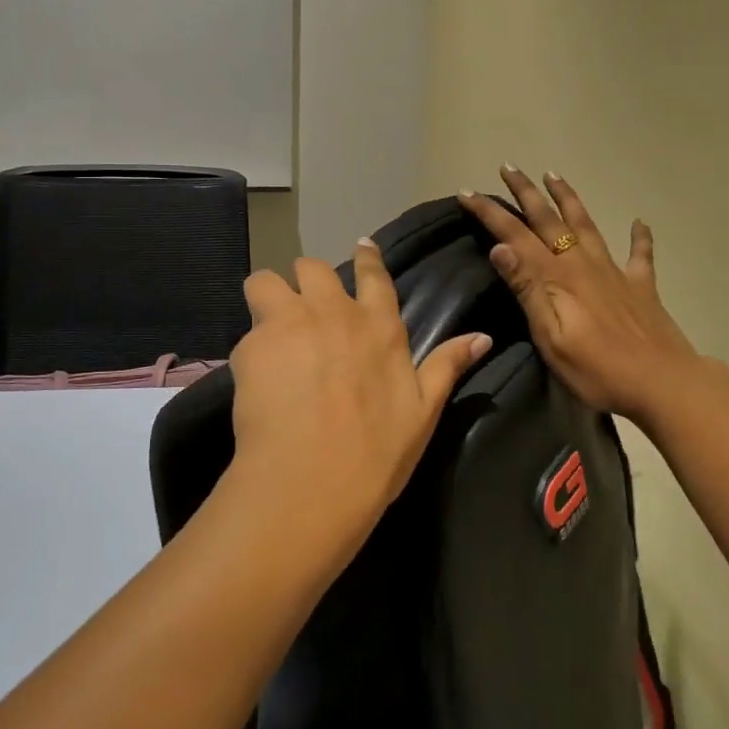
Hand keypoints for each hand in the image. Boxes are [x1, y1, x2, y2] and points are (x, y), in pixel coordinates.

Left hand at [226, 240, 491, 555]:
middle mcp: (334, 312)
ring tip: (269, 330)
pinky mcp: (252, 343)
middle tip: (304, 313)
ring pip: (266, 281)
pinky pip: (246, 331)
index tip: (360, 247)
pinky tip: (256, 382)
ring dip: (267, 297)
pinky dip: (251, 350)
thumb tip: (482, 336)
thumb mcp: (423, 413)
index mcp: (379, 326)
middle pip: (312, 268)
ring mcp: (290, 322)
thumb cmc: (375, 454)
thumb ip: (447, 366)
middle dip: (307, 282)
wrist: (311, 482)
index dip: (366, 258)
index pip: (373, 274)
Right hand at [459, 169, 698, 429]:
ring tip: (554, 175)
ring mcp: (615, 272)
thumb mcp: (550, 337)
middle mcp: (583, 265)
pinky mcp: (641, 287)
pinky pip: (640, 254)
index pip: (515, 236)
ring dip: (568, 198)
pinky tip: (639, 222)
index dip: (490, 213)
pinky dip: (639, 236)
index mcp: (557, 278)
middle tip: (509, 167)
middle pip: (549, 220)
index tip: (467, 191)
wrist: (664, 383)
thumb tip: (500, 247)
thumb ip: (527, 290)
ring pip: (587, 225)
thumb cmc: (598, 370)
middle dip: (526, 192)